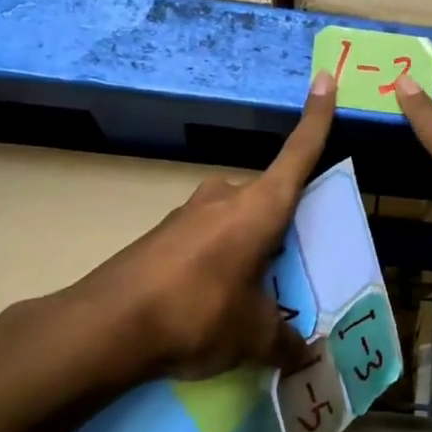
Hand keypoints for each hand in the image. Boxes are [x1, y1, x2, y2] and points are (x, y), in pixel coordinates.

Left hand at [53, 75, 336, 384]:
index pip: (298, 154)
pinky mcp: (160, 235)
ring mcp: (186, 213)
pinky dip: (217, 263)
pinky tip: (209, 303)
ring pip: (234, 222)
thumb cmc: (199, 314)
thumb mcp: (253, 336)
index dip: (316, 117)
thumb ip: (285, 341)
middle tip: (291, 270)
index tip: (325, 77)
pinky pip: (204, 241)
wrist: (107, 326)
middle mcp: (223, 198)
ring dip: (247, 249)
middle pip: (266, 199)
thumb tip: (304, 353)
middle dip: (281, 228)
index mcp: (259, 208)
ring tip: (250, 298)